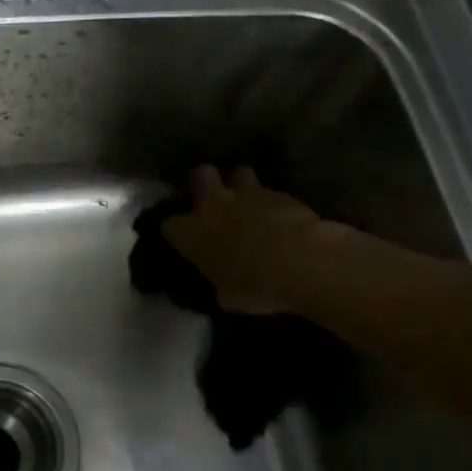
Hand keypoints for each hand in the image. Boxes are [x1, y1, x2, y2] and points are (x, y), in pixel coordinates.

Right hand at [161, 165, 340, 315]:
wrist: (301, 263)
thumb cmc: (254, 286)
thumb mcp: (227, 296)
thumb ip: (220, 282)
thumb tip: (223, 284)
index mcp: (192, 233)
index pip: (169, 225)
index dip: (177, 232)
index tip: (184, 240)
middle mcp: (215, 205)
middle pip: (200, 175)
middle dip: (204, 183)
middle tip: (212, 198)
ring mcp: (249, 194)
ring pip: (238, 174)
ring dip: (241, 186)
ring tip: (249, 202)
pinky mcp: (282, 194)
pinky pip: (271, 193)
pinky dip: (273, 204)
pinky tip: (281, 218)